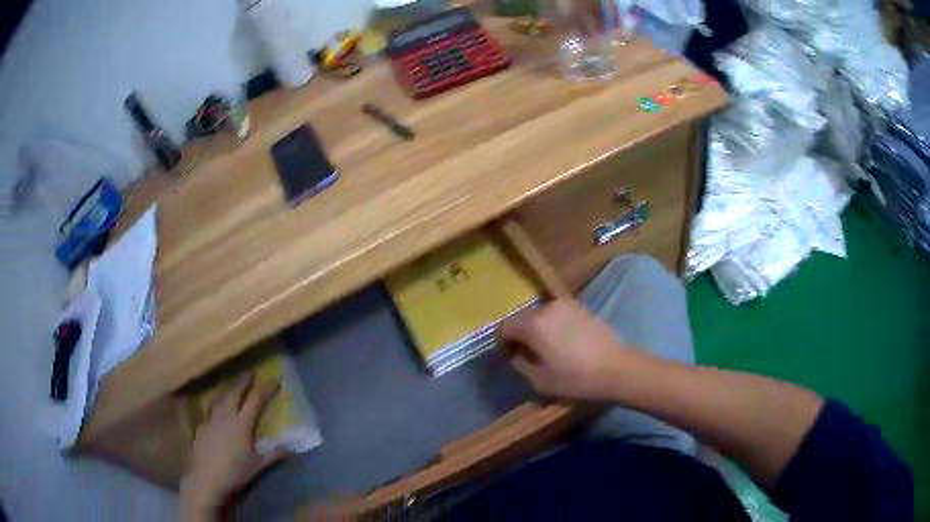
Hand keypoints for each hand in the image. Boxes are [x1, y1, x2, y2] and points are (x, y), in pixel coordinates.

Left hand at [181, 374, 288, 517]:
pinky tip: (217, 410)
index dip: (266, 389)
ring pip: (220, 398)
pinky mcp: (201, 426)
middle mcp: (226, 416)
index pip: (256, 400)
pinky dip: (217, 404)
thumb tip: (292, 447)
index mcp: (242, 423)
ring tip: (233, 386)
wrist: (206, 478)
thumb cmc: (235, 472)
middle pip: (235, 392)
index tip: (276, 379)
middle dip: (244, 381)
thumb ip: (274, 454)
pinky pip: (210, 409)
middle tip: (251, 372)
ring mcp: (211, 419)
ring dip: (228, 389)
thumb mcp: (258, 465)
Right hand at [500, 299, 633, 400]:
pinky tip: (564, 342)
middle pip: (522, 318)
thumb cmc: (575, 378)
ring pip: (540, 315)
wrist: (616, 368)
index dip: (503, 342)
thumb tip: (514, 354)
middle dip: (520, 335)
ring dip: (537, 329)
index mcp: (533, 324)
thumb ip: (519, 364)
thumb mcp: (539, 380)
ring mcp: (565, 304)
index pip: (505, 327)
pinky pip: (556, 314)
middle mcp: (546, 307)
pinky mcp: (580, 307)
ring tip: (547, 349)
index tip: (511, 357)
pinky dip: (553, 325)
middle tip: (528, 355)